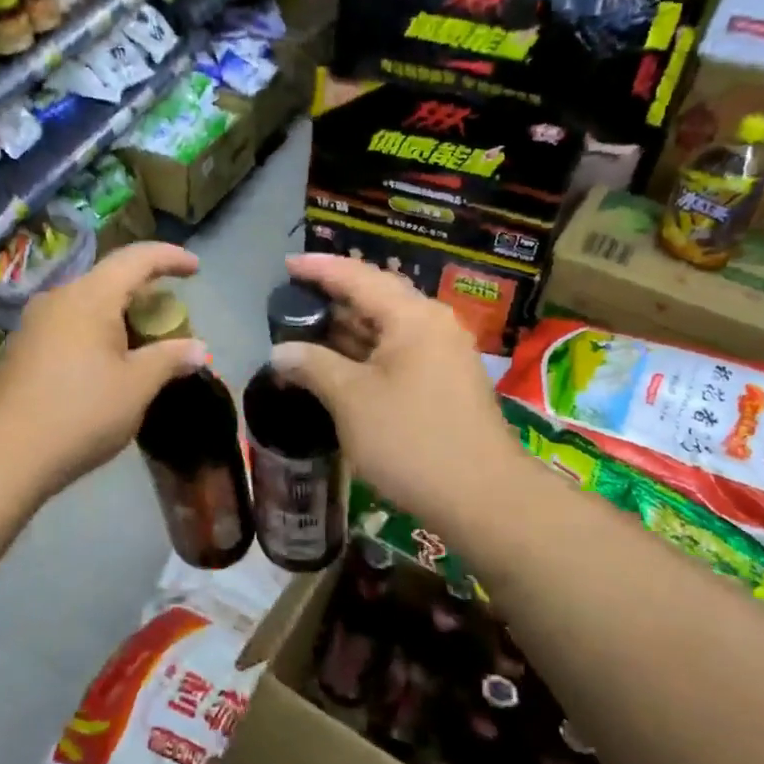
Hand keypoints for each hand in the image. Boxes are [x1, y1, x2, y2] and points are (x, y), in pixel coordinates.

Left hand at [0, 242, 209, 494]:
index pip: (136, 259)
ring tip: (143, 343)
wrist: (4, 453)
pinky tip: (107, 365)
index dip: (169, 257)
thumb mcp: (137, 386)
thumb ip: (170, 359)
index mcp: (90, 296)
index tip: (195, 267)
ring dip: (119, 316)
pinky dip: (97, 334)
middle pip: (109, 280)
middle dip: (145, 292)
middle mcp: (59, 298)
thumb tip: (199, 348)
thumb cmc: (81, 412)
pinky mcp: (22, 349)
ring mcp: (35, 324)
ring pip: (88, 305)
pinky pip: (70, 326)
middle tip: (172, 317)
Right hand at [270, 253, 517, 524]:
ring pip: (387, 329)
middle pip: (376, 298)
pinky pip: (398, 353)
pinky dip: (366, 354)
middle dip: (332, 300)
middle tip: (291, 303)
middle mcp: (433, 325)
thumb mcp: (350, 399)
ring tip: (306, 333)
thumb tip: (280, 351)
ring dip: (347, 331)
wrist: (483, 498)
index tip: (286, 265)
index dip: (319, 269)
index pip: (358, 276)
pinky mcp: (446, 383)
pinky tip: (339, 367)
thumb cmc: (411, 440)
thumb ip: (312, 365)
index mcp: (412, 316)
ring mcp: (444, 354)